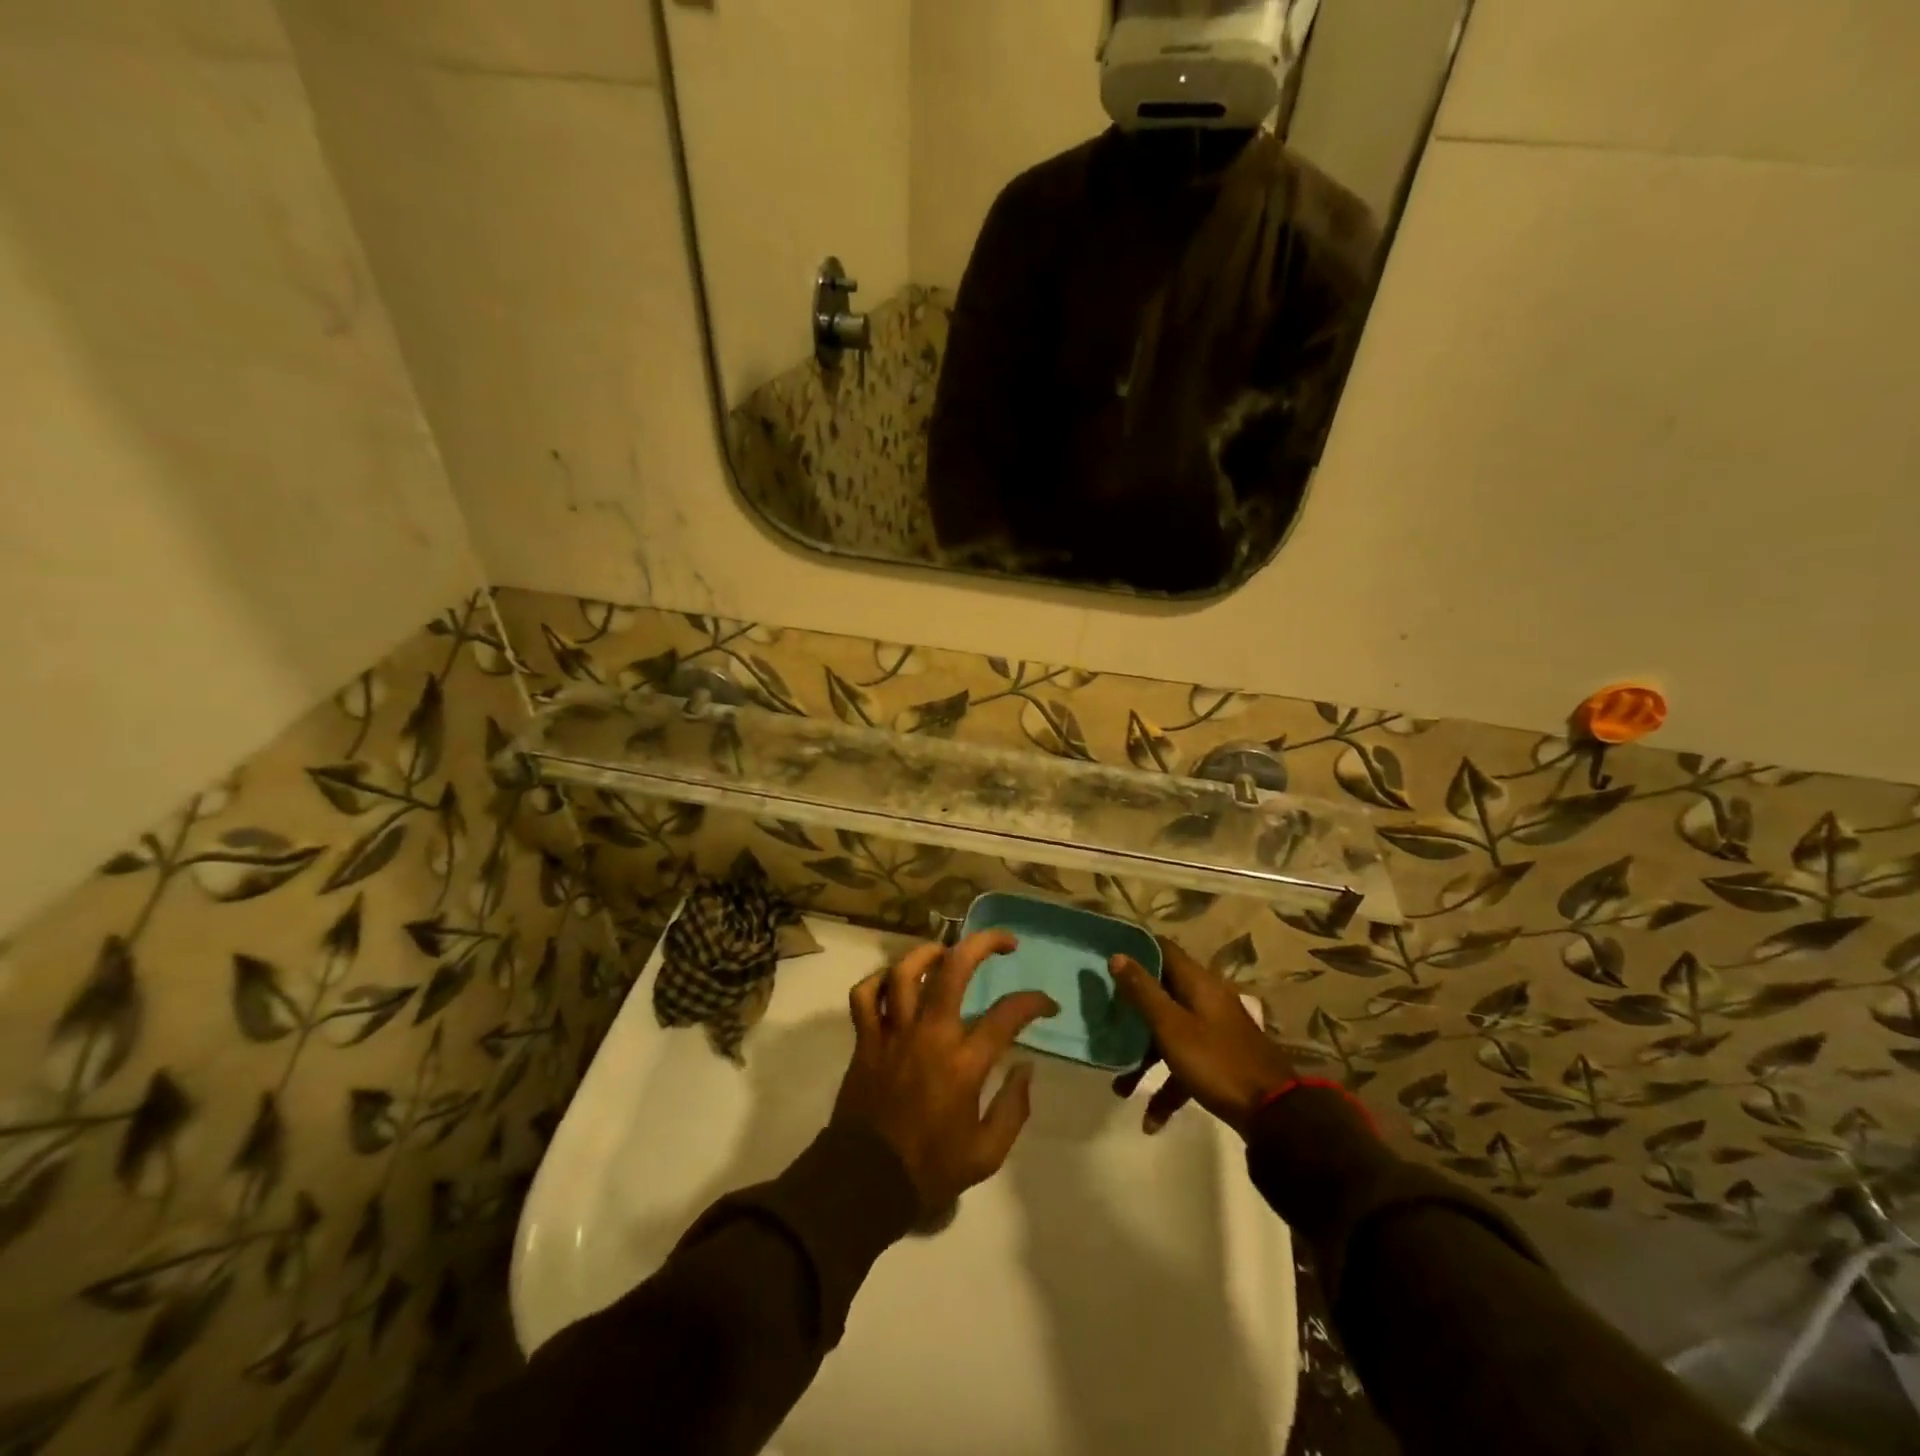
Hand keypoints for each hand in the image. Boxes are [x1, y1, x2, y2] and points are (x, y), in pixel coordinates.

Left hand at [832, 932, 1057, 1213]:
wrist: (865, 1183)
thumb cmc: (929, 1170)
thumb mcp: (986, 1154)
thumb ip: (1013, 1108)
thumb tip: (1025, 1066)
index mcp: (963, 1064)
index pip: (1008, 1014)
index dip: (1034, 1001)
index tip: (1047, 1004)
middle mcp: (930, 1036)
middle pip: (954, 969)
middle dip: (983, 944)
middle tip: (1003, 942)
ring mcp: (893, 1033)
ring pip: (905, 972)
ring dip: (928, 953)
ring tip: (945, 952)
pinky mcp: (865, 1040)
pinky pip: (864, 995)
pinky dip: (877, 981)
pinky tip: (894, 982)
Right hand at [1109, 938, 1296, 1137]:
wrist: (1274, 1113)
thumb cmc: (1216, 1061)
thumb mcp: (1171, 1026)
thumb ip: (1143, 992)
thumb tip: (1117, 955)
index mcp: (1197, 983)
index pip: (1162, 949)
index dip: (1135, 948)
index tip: (1106, 955)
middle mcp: (1206, 999)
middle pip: (1161, 993)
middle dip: (1131, 1010)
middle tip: (1104, 1017)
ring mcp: (1214, 1030)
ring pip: (1170, 1033)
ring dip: (1144, 1058)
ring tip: (1120, 1087)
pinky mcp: (1219, 1060)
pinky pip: (1185, 1064)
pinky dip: (1168, 1086)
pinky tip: (1152, 1120)